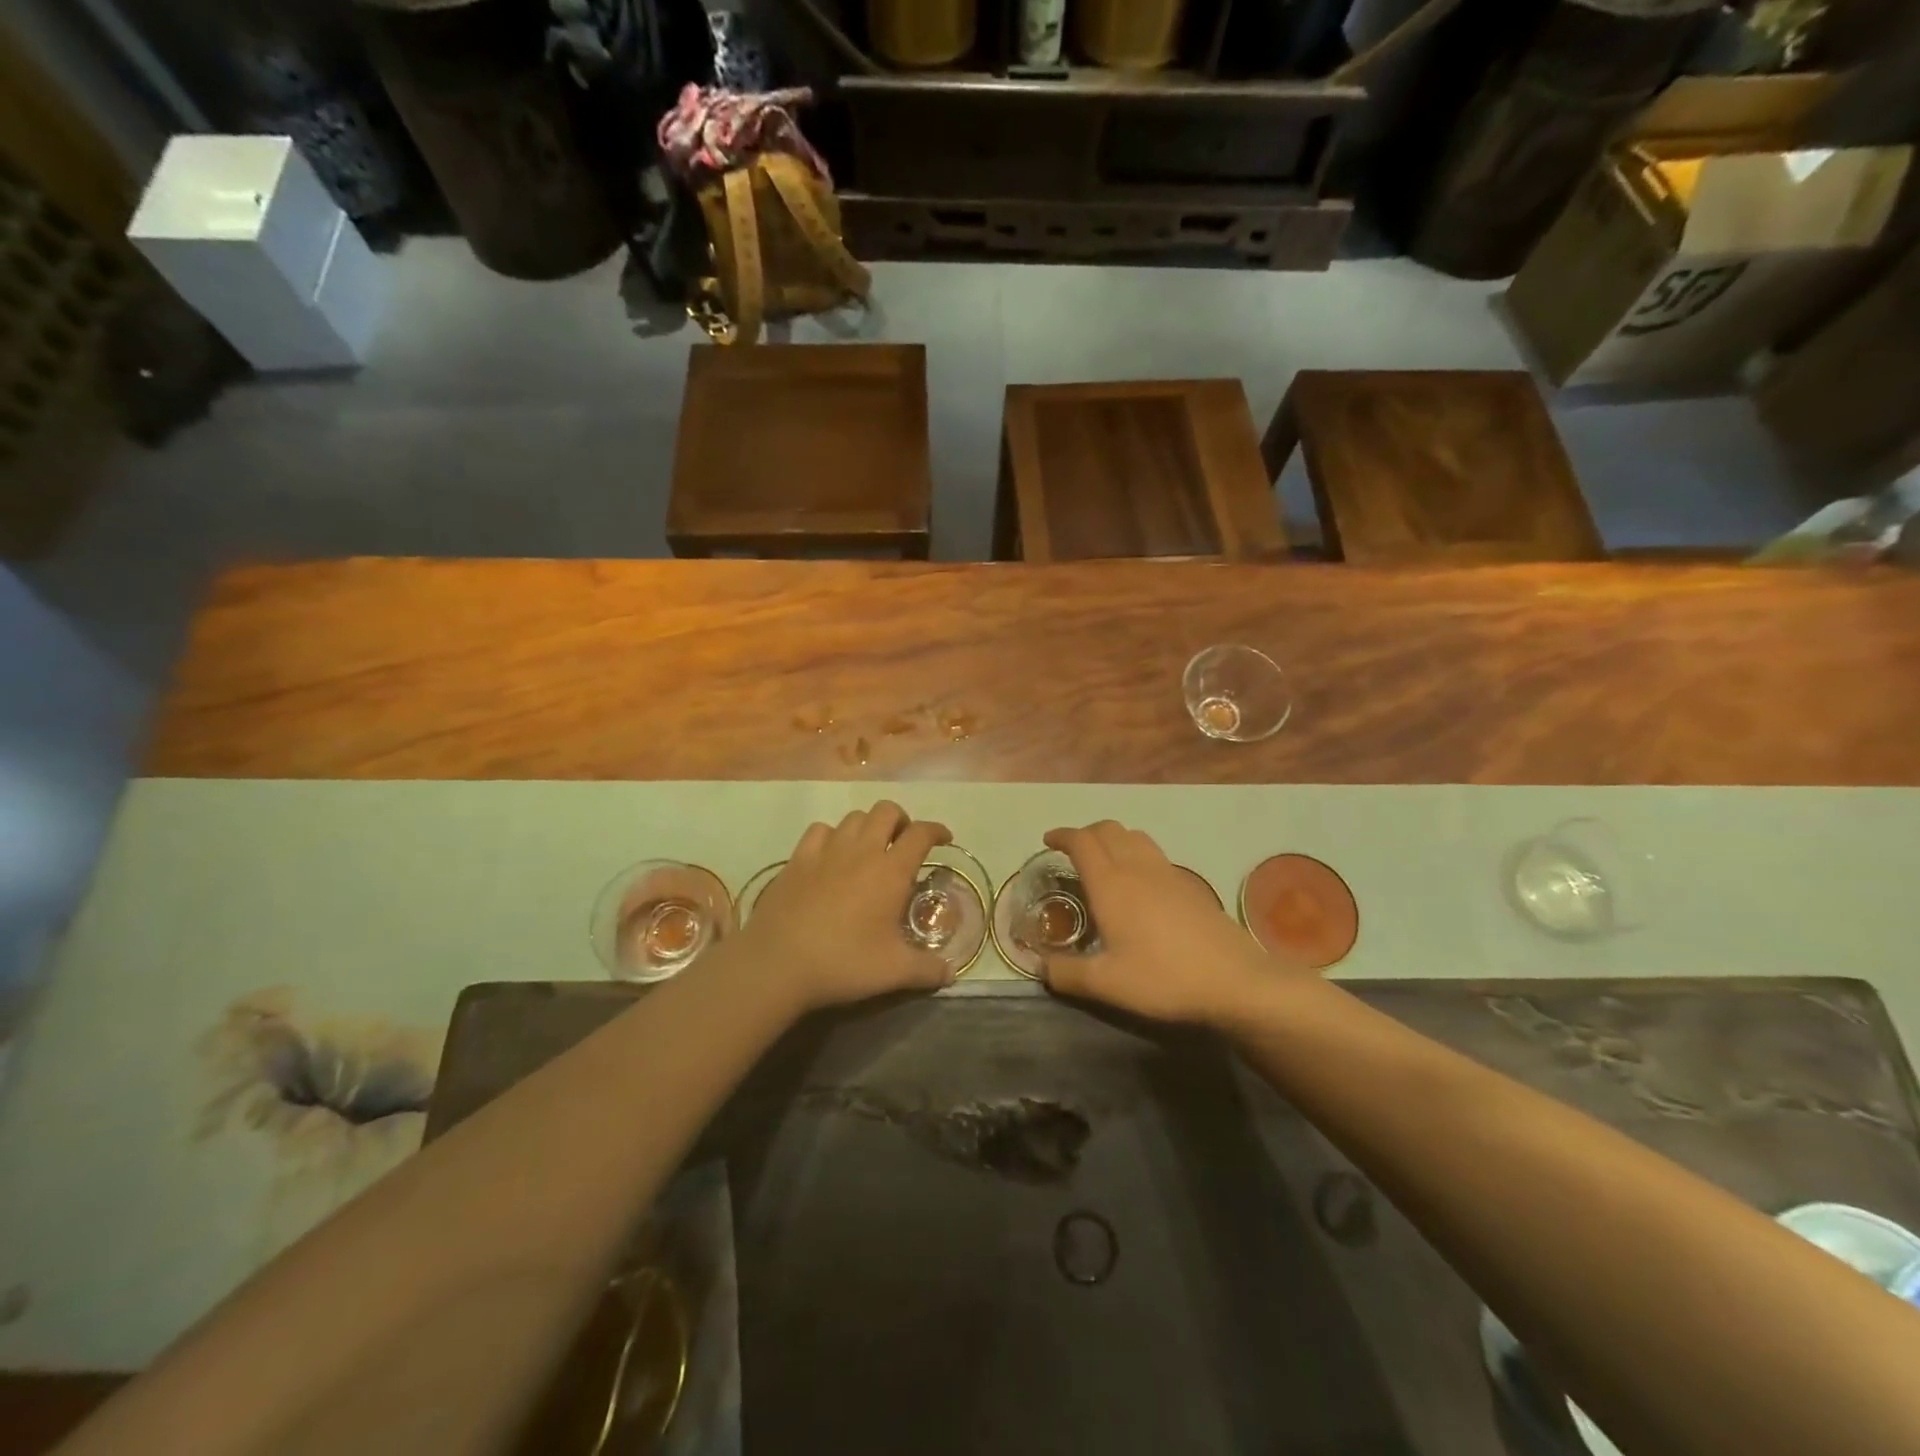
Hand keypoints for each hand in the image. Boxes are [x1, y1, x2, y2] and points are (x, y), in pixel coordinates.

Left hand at [732, 801, 953, 1015]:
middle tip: (904, 843)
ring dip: (869, 826)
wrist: (778, 963)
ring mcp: (826, 850)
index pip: (921, 834)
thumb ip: (928, 970)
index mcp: (891, 871)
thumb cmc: (843, 962)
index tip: (944, 839)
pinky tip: (832, 854)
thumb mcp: (894, 972)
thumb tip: (950, 972)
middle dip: (901, 820)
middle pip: (886, 811)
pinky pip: (820, 830)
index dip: (936, 831)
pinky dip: (833, 835)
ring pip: (854, 817)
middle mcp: (862, 850)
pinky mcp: (798, 859)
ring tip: (870, 848)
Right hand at [1041, 821, 1281, 1026]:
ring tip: (1104, 860)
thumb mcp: (1107, 984)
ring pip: (1135, 836)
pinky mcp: (1190, 884)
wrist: (1235, 980)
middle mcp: (1137, 867)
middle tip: (1072, 852)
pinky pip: (1154, 853)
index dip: (1062, 835)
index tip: (1049, 840)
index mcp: (1111, 883)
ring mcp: (1168, 872)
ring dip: (1113, 838)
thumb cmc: (1164, 977)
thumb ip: (1066, 974)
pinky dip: (1136, 853)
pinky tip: (1139, 883)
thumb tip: (1040, 965)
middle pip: (1108, 829)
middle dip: (1085, 833)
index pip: (1082, 841)